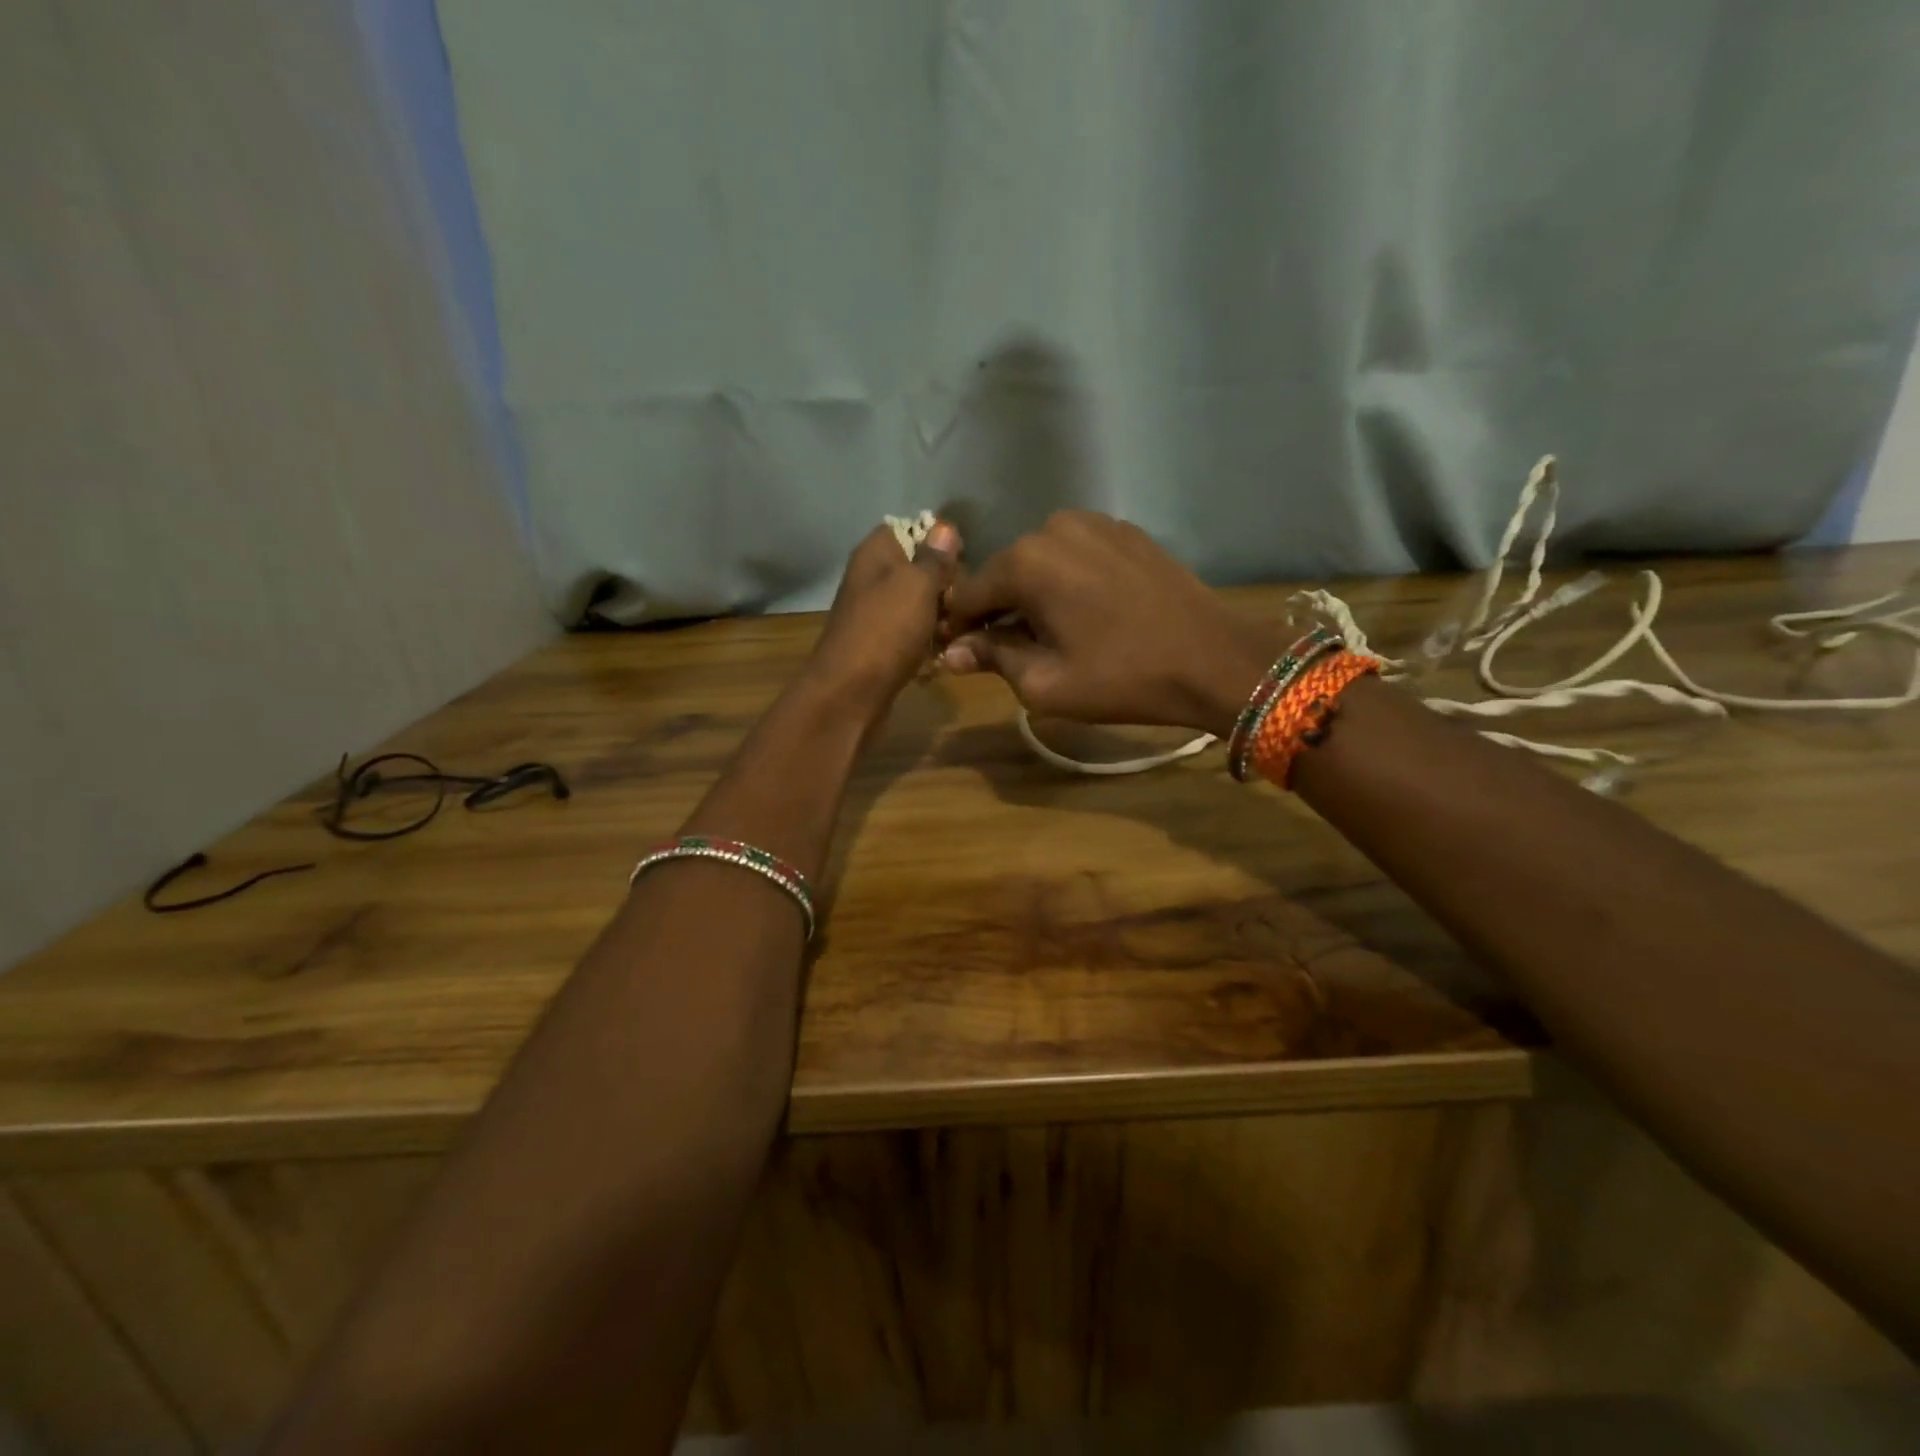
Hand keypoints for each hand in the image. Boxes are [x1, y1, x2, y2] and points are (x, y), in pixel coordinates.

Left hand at [804, 520, 961, 721]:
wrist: (849, 694)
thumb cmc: (885, 631)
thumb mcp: (917, 585)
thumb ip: (934, 557)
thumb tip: (944, 527)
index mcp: (875, 554)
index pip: (910, 529)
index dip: (939, 542)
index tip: (964, 561)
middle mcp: (872, 580)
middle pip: (918, 571)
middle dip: (946, 586)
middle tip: (965, 602)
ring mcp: (875, 615)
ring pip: (919, 607)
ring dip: (942, 619)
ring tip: (959, 632)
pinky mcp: (880, 648)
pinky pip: (912, 637)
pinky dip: (928, 645)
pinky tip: (943, 657)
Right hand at [942, 511, 1277, 735]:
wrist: (1213, 659)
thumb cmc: (1122, 677)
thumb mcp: (1045, 683)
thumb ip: (992, 658)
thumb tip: (951, 652)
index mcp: (1025, 562)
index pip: (968, 594)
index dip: (959, 627)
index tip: (960, 654)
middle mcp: (1052, 527)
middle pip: (1005, 573)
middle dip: (999, 610)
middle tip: (1009, 650)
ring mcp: (1094, 522)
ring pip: (1041, 562)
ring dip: (1035, 593)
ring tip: (1052, 632)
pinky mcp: (1125, 531)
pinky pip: (1076, 554)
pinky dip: (1068, 580)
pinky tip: (1087, 612)